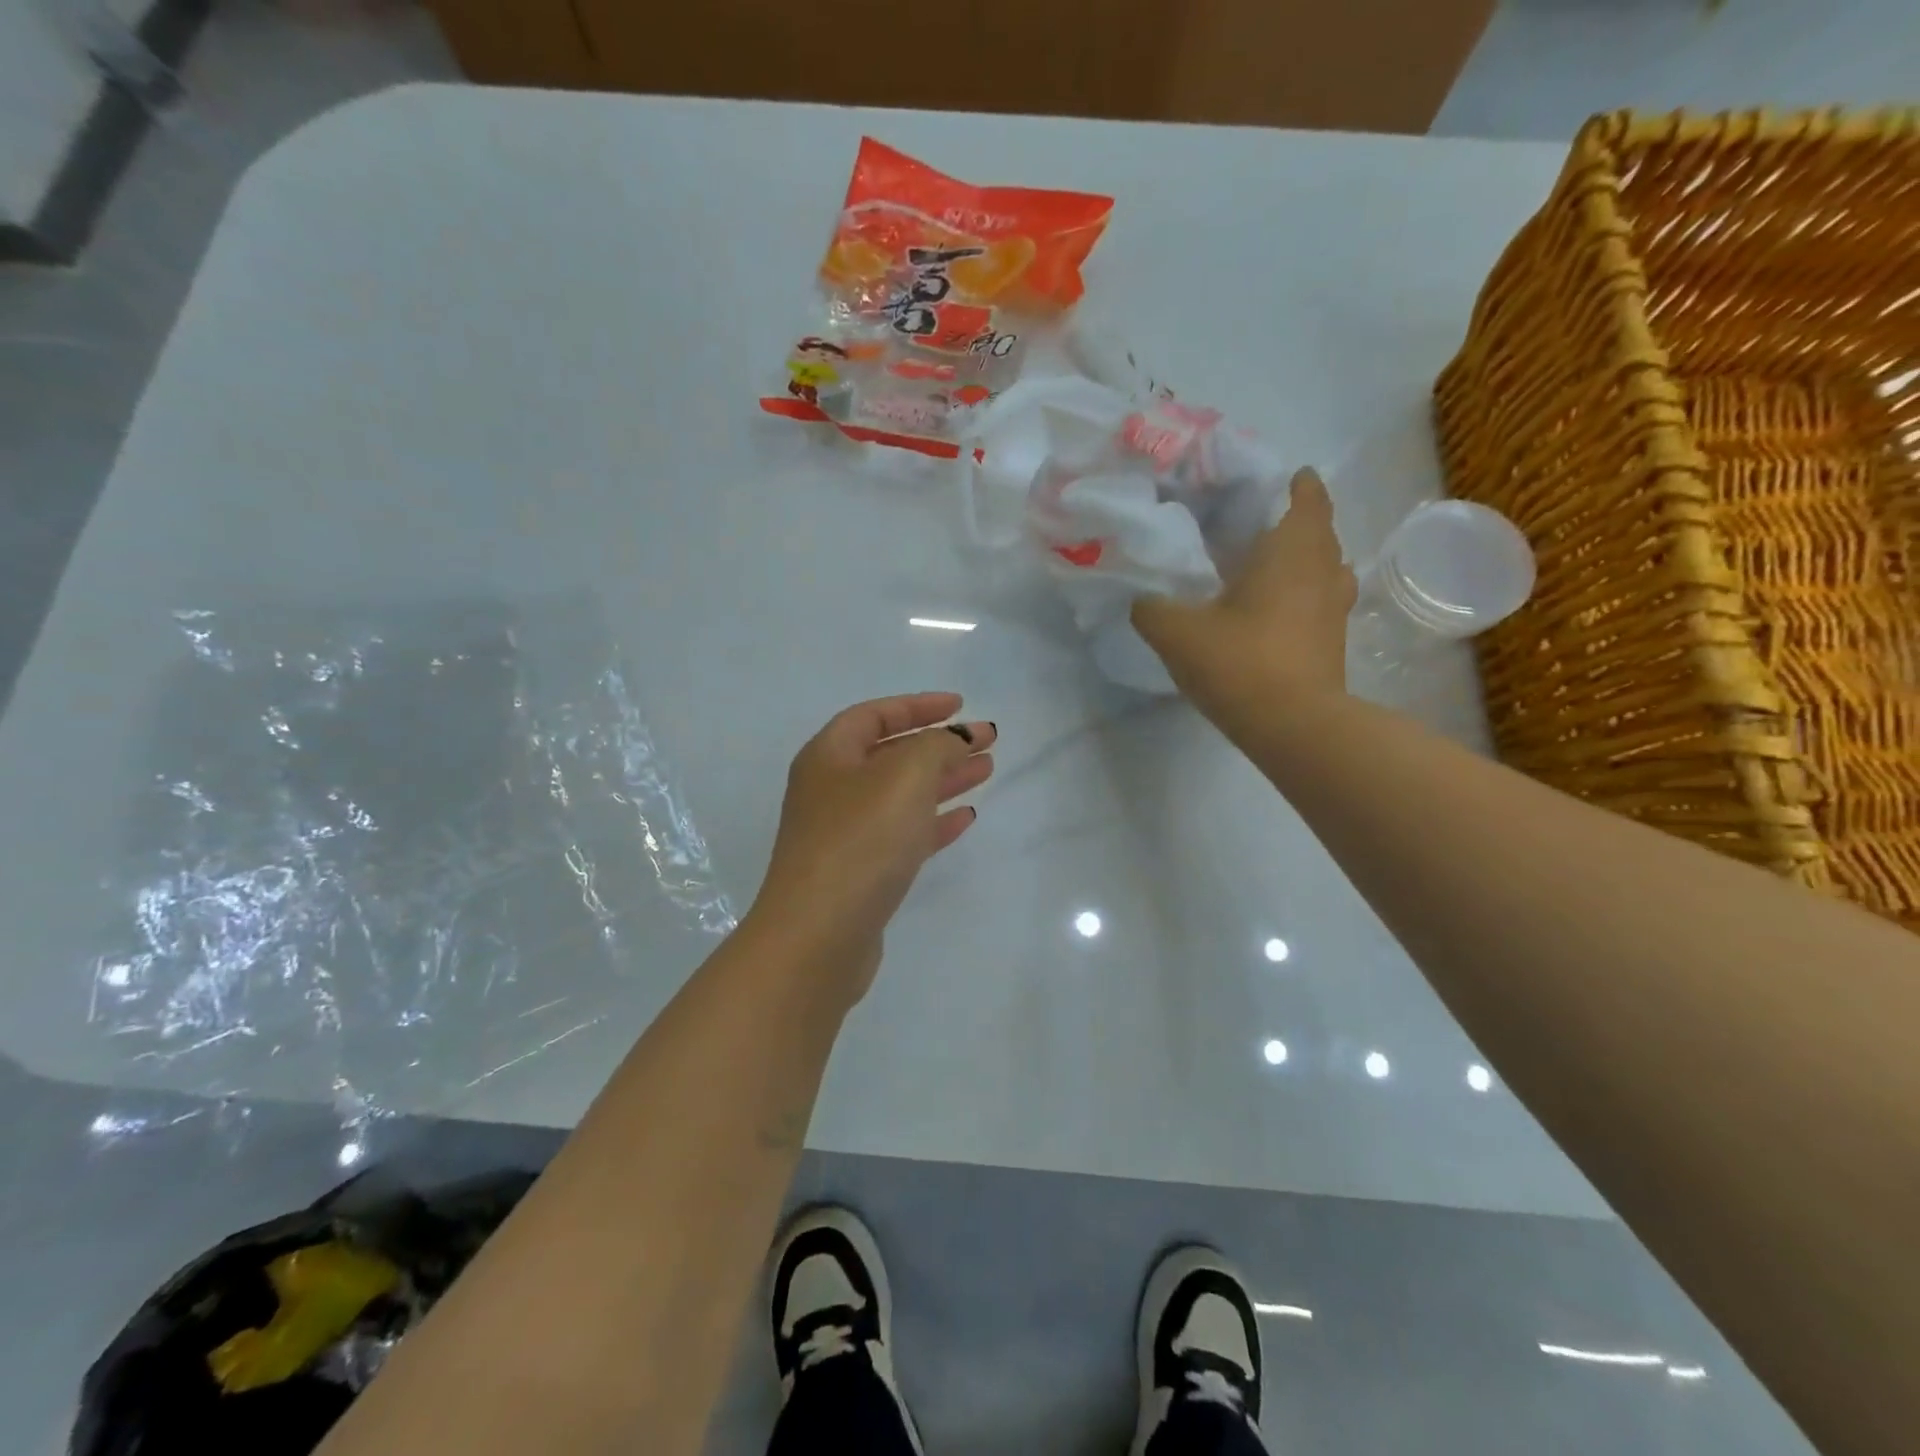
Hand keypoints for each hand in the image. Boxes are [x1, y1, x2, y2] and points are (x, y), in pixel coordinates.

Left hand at [750, 693, 994, 1005]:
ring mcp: (844, 834)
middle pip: (891, 754)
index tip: (960, 705)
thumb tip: (957, 739)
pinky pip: (903, 834)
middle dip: (940, 744)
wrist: (819, 936)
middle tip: (987, 741)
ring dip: (943, 780)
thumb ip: (937, 746)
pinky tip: (965, 818)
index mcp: (829, 756)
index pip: (875, 715)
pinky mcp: (860, 873)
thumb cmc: (861, 840)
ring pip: (901, 795)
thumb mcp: (905, 775)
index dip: (918, 705)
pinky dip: (934, 822)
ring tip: (986, 771)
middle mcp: (831, 790)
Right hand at [1132, 468, 1355, 733]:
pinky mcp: (1333, 645)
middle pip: (1321, 533)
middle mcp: (1322, 573)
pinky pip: (1322, 605)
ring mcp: (1334, 611)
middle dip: (1298, 523)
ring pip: (1328, 571)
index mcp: (1291, 552)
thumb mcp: (1176, 632)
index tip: (1284, 478)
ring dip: (1307, 563)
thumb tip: (1142, 600)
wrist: (1293, 726)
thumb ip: (1151, 608)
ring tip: (1272, 569)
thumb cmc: (1240, 662)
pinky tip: (1274, 615)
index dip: (1298, 484)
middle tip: (1260, 526)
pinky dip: (1305, 599)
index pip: (1307, 499)